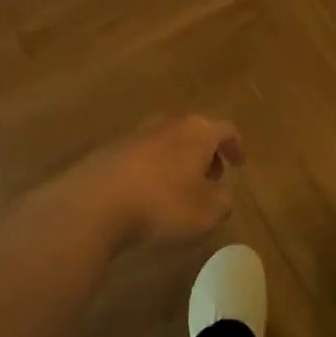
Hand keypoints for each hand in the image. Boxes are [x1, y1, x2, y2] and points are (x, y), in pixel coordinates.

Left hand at [52, 115, 245, 253]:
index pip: (225, 130)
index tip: (240, 163)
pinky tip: (149, 193)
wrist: (95, 202)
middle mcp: (169, 123)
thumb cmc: (162, 204)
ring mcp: (137, 133)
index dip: (235, 147)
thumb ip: (222, 201)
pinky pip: (143, 154)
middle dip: (207, 153)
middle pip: (196, 131)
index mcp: (198, 131)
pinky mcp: (112, 148)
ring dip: (179, 160)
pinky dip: (154, 168)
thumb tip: (222, 192)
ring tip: (180, 188)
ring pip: (168, 141)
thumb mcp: (206, 213)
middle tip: (212, 177)